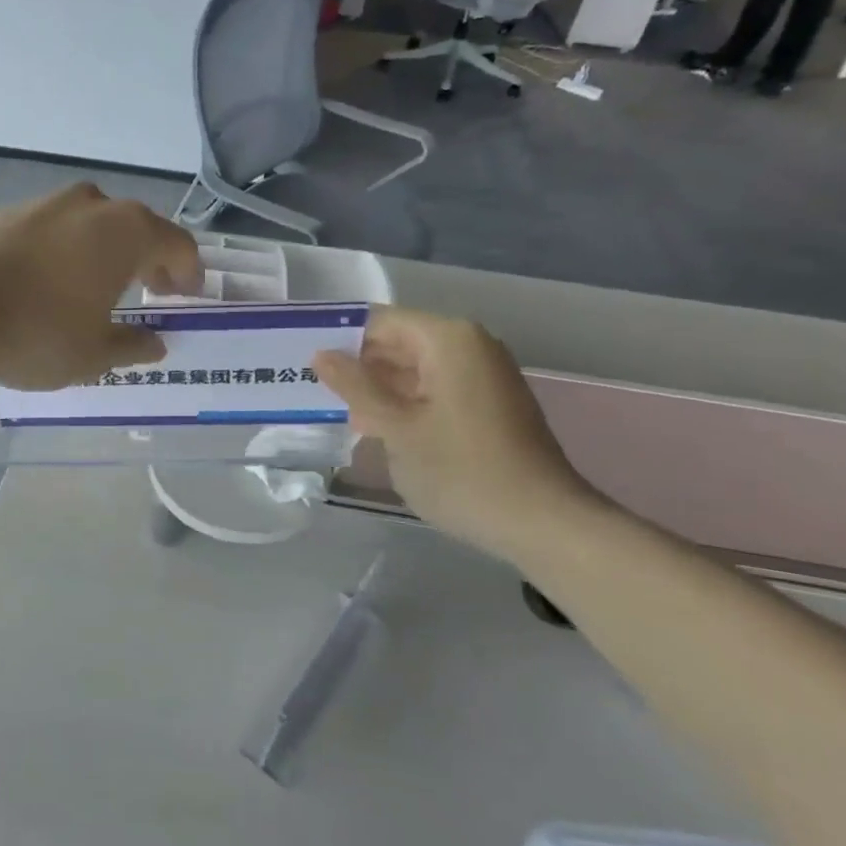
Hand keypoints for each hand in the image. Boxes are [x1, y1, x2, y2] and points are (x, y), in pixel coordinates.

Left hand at [0, 184, 203, 389]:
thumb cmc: (36, 334)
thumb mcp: (93, 354)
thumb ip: (132, 346)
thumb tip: (155, 344)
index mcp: (125, 232)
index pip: (177, 244)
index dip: (188, 272)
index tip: (186, 297)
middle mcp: (90, 205)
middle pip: (135, 227)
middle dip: (148, 259)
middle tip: (151, 290)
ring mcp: (44, 203)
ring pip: (90, 224)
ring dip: (103, 252)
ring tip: (97, 287)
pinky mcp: (3, 212)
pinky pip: (50, 230)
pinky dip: (62, 250)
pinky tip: (45, 282)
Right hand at [314, 308, 605, 557]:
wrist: (543, 524)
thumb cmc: (462, 471)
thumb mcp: (396, 428)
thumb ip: (355, 387)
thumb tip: (321, 355)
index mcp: (448, 339)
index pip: (380, 321)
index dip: (340, 338)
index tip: (302, 360)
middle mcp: (470, 345)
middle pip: (399, 341)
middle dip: (358, 365)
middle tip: (311, 389)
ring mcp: (484, 374)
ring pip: (415, 368)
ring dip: (378, 388)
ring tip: (335, 410)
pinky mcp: (489, 403)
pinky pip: (435, 388)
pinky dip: (405, 402)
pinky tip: (376, 427)